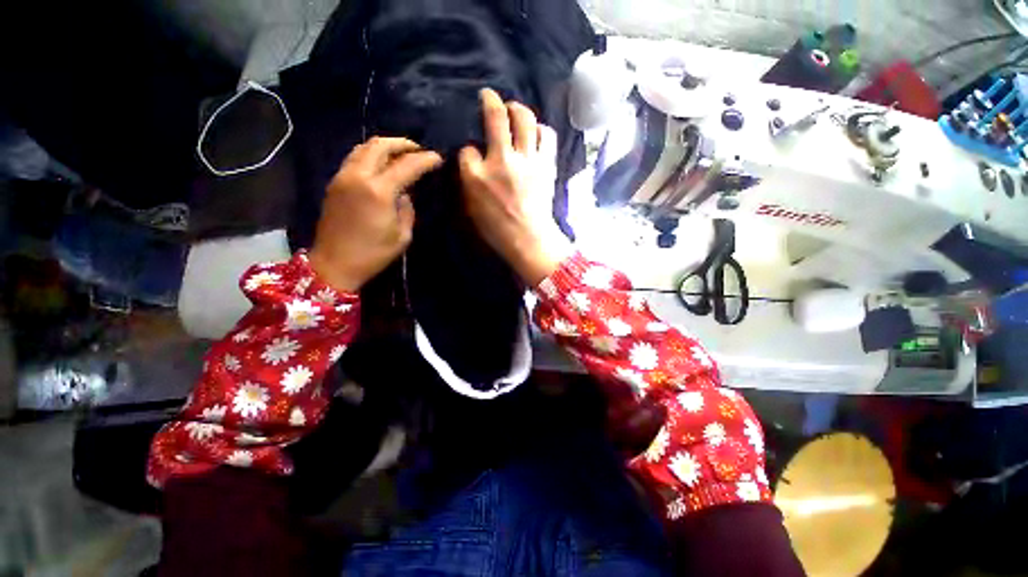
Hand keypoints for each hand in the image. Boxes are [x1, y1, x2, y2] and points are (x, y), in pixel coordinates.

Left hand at [310, 137, 442, 291]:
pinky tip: (382, 165)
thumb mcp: (402, 236)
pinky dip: (371, 155)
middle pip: (380, 145)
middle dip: (402, 144)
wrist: (334, 264)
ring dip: (385, 146)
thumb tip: (404, 194)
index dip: (424, 159)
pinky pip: (354, 158)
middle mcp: (358, 176)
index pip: (406, 165)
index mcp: (378, 191)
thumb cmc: (373, 254)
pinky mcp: (335, 183)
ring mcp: (343, 177)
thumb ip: (407, 209)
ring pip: (364, 147)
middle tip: (418, 150)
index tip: (437, 158)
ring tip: (401, 154)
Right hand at [459, 89, 571, 285]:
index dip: (469, 148)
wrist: (530, 240)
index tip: (474, 153)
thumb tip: (474, 159)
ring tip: (515, 111)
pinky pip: (546, 136)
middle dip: (491, 101)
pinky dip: (540, 130)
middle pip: (497, 116)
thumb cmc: (498, 230)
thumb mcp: (472, 208)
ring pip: (524, 118)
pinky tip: (536, 134)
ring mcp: (527, 160)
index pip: (468, 149)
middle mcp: (502, 161)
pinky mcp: (546, 165)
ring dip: (518, 109)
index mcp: (477, 176)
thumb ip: (469, 181)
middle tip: (491, 99)